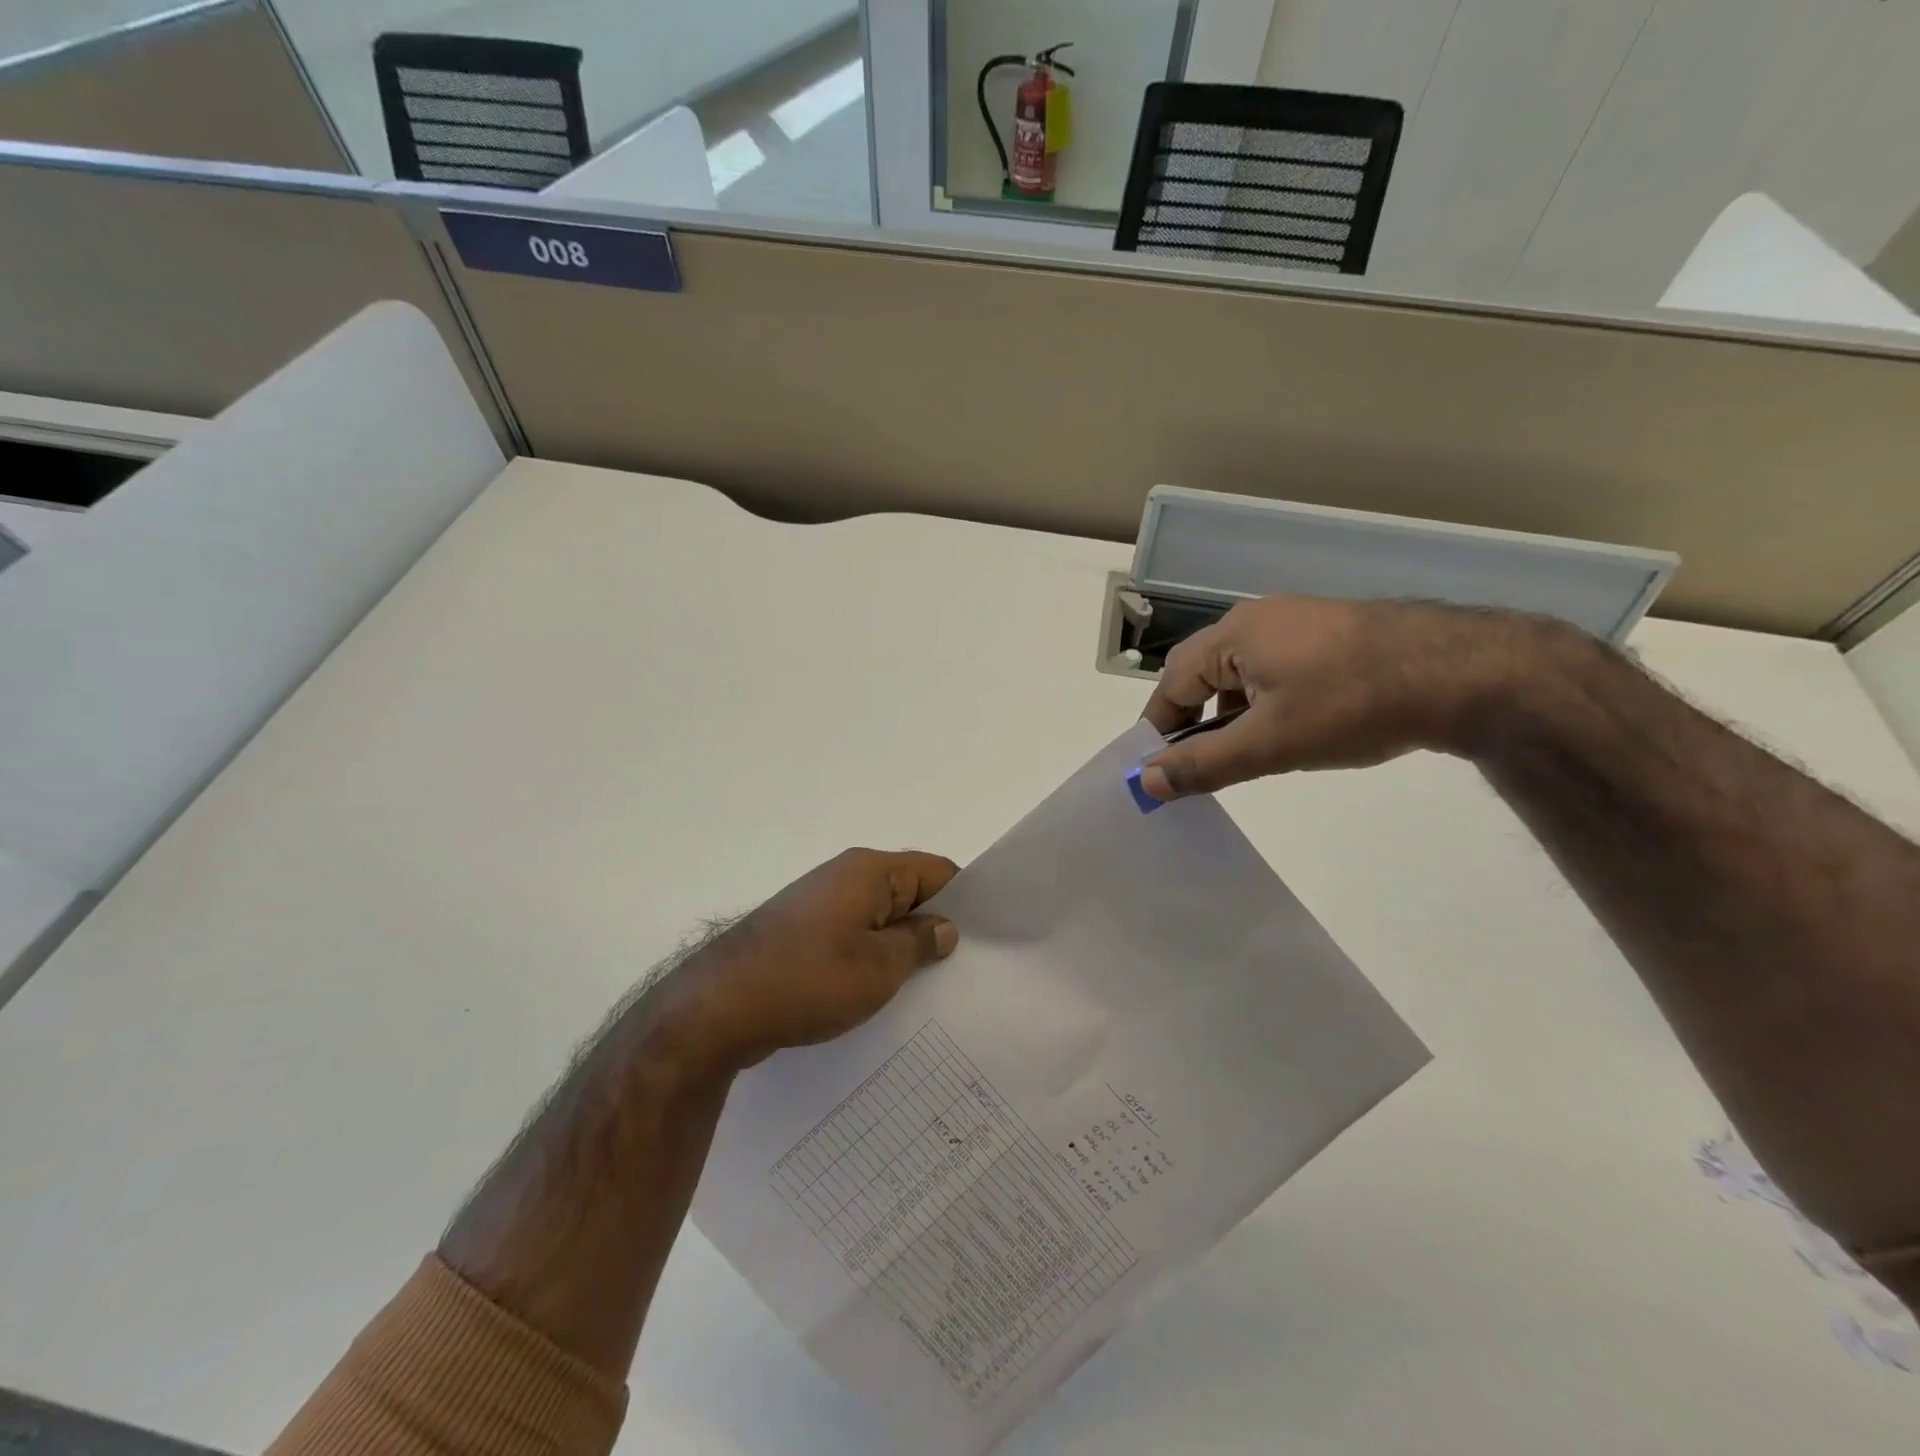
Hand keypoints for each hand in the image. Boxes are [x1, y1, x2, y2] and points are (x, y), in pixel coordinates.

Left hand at [666, 849, 960, 1070]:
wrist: (717, 1008)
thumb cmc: (808, 979)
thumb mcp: (879, 967)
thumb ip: (919, 943)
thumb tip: (944, 927)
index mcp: (869, 871)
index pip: (935, 871)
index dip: (964, 900)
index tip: (985, 939)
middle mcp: (844, 877)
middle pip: (906, 893)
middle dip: (933, 927)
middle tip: (963, 971)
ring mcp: (818, 906)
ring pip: (878, 919)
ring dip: (900, 947)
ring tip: (928, 989)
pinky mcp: (800, 935)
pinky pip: (850, 938)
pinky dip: (870, 959)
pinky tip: (882, 996)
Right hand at [1138, 596, 1574, 799]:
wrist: (1465, 672)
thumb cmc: (1351, 705)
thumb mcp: (1270, 742)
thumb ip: (1203, 763)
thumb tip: (1144, 783)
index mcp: (1232, 635)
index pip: (1171, 685)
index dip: (1159, 730)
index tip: (1158, 770)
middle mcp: (1258, 619)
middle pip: (1203, 675)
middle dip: (1195, 722)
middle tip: (1201, 767)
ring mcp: (1299, 622)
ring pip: (1242, 674)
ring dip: (1232, 714)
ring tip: (1249, 754)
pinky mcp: (1333, 634)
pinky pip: (1277, 668)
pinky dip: (1267, 701)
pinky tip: (1293, 728)